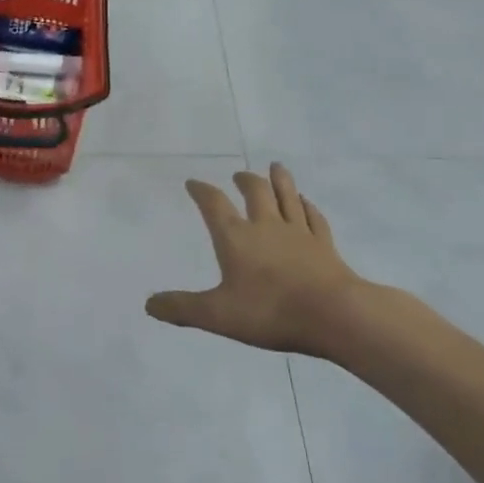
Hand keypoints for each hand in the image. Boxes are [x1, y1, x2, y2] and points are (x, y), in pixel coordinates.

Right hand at [146, 164, 365, 355]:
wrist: (333, 314)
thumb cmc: (270, 311)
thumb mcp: (217, 315)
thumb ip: (183, 308)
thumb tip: (149, 304)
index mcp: (236, 238)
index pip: (214, 205)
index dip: (202, 191)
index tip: (193, 183)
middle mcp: (266, 226)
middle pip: (255, 192)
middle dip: (245, 181)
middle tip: (239, 175)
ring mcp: (299, 233)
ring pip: (287, 197)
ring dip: (280, 180)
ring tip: (276, 167)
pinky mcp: (324, 245)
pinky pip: (314, 217)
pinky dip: (307, 206)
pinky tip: (306, 203)